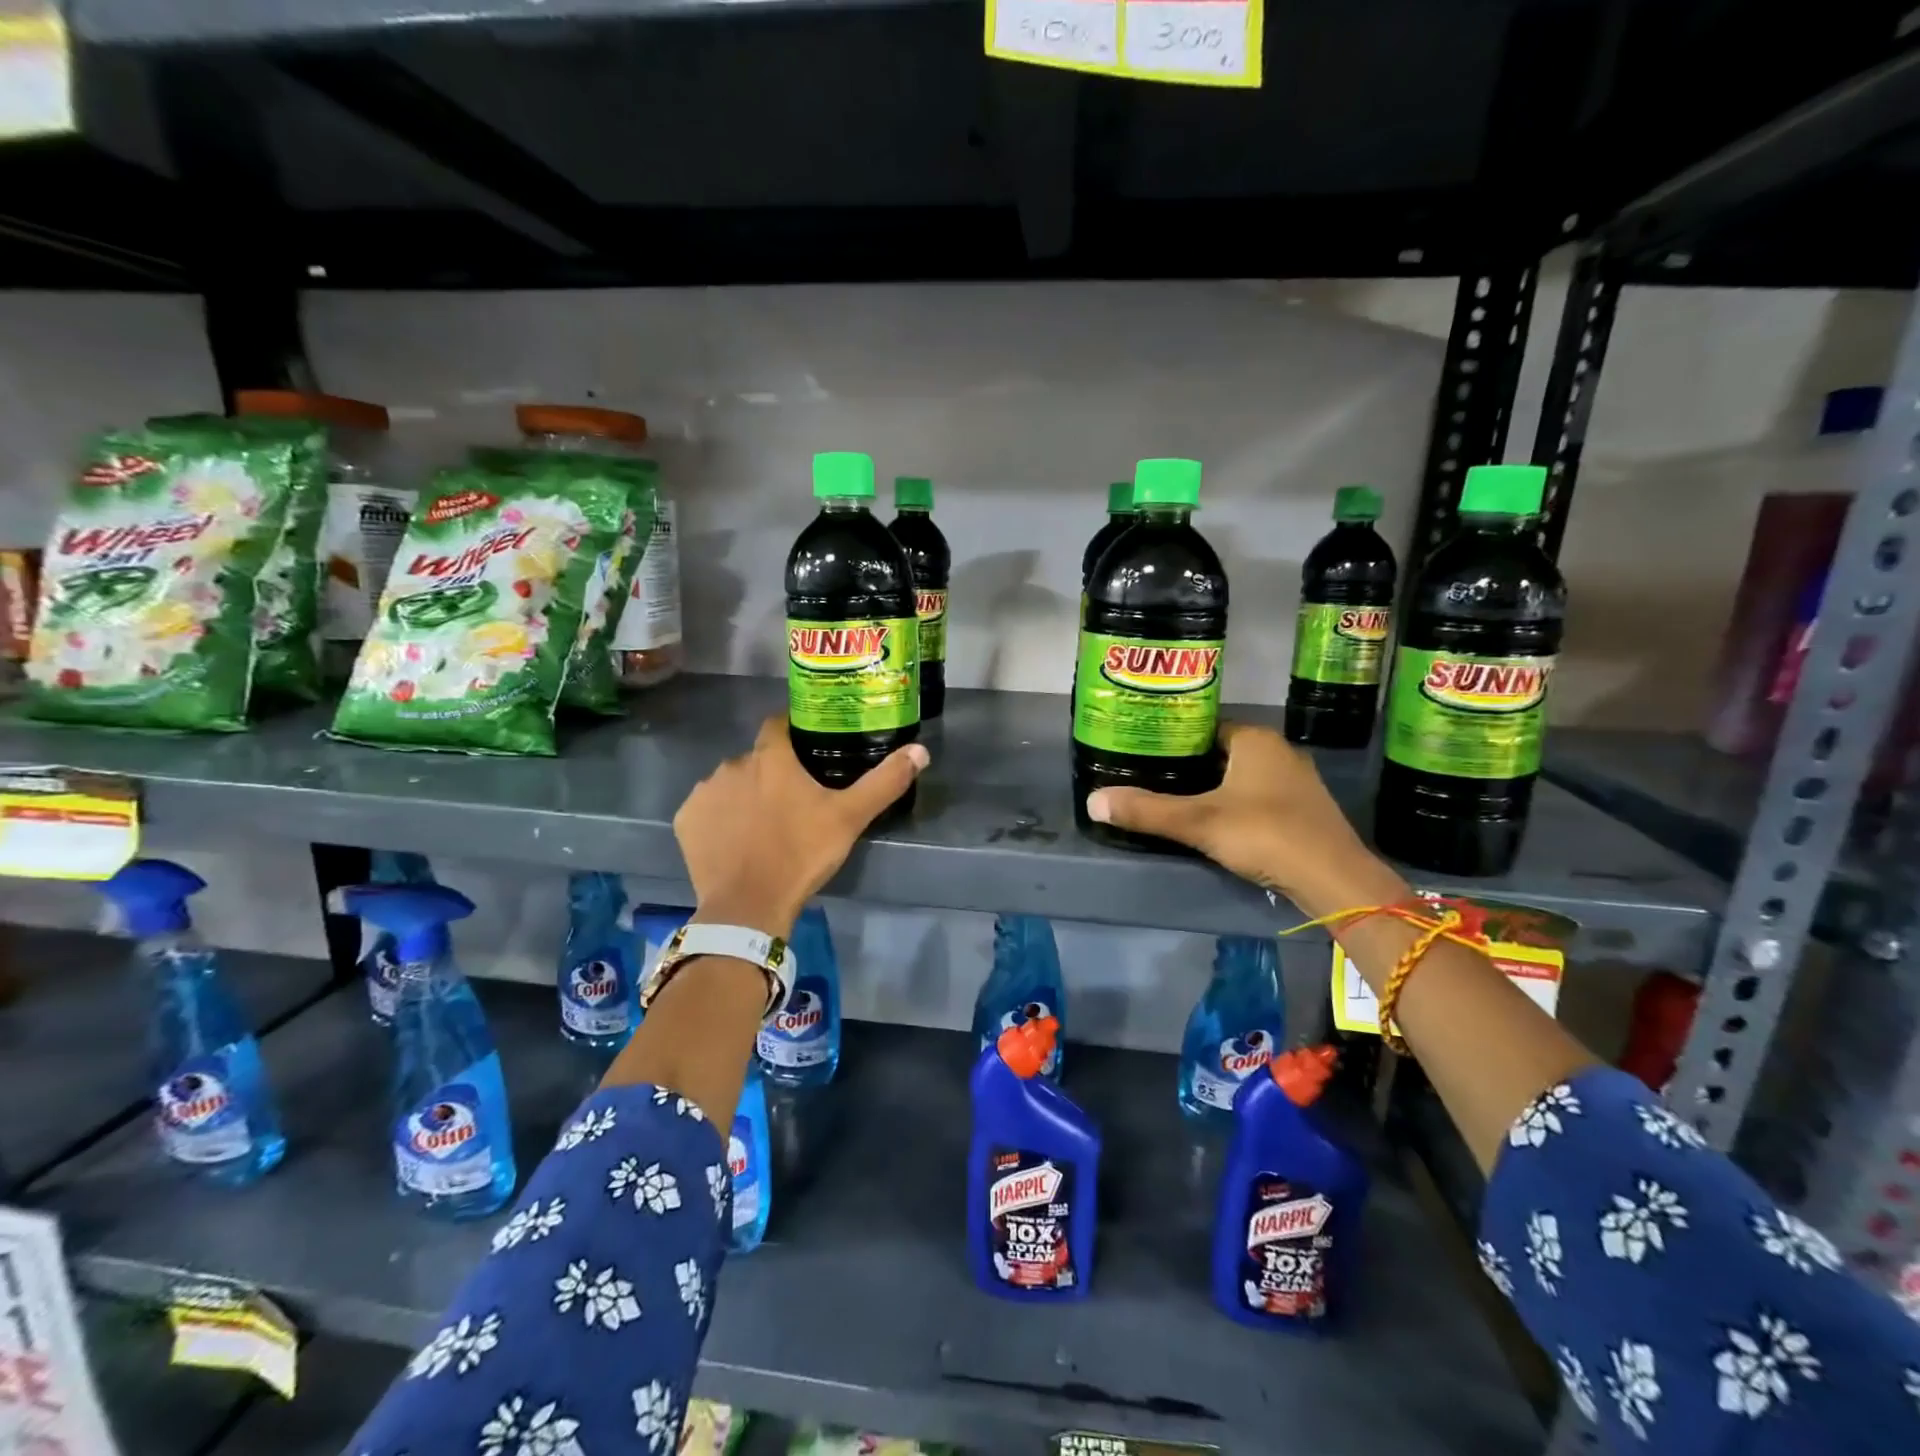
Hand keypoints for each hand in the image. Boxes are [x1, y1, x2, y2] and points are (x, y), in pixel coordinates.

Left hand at [674, 715, 927, 938]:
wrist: (748, 906)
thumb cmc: (801, 854)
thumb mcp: (850, 818)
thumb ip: (884, 782)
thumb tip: (920, 750)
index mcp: (771, 757)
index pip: (778, 725)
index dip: (792, 733)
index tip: (806, 750)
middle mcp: (732, 764)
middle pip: (755, 759)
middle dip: (771, 773)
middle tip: (792, 802)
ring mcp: (705, 792)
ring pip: (730, 784)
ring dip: (744, 795)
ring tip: (764, 826)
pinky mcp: (686, 820)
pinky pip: (707, 810)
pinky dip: (720, 819)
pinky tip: (735, 842)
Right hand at [1085, 722, 1406, 916]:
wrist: (1334, 879)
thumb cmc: (1265, 834)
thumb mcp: (1198, 822)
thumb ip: (1146, 811)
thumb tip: (1092, 801)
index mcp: (1255, 740)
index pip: (1206, 727)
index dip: (1175, 738)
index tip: (1145, 751)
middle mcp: (1279, 752)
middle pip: (1222, 752)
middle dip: (1191, 764)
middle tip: (1152, 777)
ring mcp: (1297, 782)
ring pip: (1242, 776)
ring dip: (1214, 786)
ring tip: (1176, 800)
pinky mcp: (1305, 810)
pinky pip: (1259, 796)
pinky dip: (1236, 804)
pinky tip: (1217, 823)